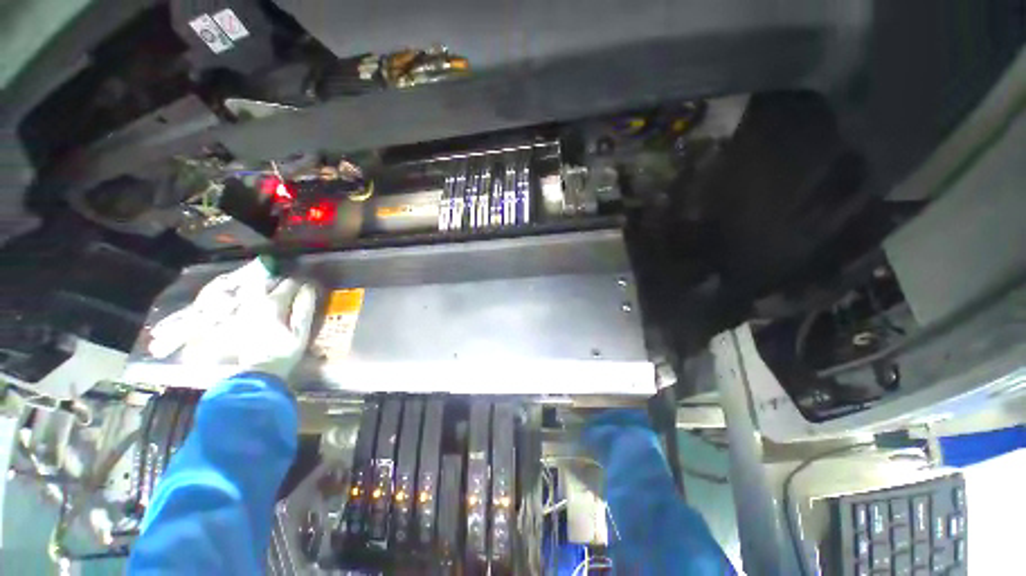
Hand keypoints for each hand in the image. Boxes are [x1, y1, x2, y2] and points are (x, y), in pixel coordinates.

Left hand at [149, 259, 317, 379]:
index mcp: (273, 303)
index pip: (290, 283)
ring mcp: (243, 309)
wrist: (256, 373)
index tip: (310, 288)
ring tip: (279, 294)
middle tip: (294, 289)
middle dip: (283, 282)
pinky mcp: (236, 318)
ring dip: (268, 287)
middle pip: (269, 282)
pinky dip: (257, 297)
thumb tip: (309, 288)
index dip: (302, 284)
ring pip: (255, 288)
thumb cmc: (284, 352)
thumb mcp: (301, 331)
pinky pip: (247, 299)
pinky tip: (264, 305)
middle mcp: (255, 301)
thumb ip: (305, 307)